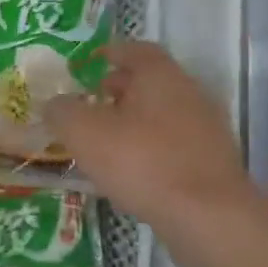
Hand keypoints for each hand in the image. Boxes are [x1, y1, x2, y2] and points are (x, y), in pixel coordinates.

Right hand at [45, 41, 254, 228]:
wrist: (207, 216)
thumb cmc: (140, 160)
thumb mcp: (82, 132)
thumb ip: (62, 111)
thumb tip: (54, 104)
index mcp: (160, 76)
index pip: (137, 50)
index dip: (112, 52)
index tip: (92, 61)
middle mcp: (189, 94)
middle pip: (151, 82)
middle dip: (120, 88)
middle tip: (91, 101)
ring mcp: (207, 130)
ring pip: (163, 114)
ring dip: (135, 120)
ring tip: (105, 139)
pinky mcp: (213, 163)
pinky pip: (174, 144)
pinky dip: (151, 148)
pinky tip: (131, 169)